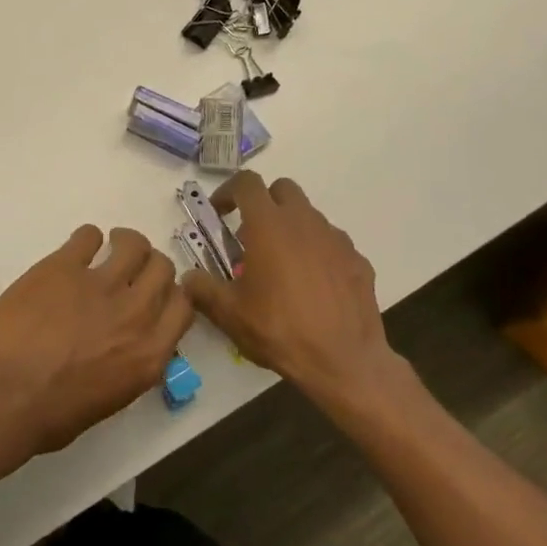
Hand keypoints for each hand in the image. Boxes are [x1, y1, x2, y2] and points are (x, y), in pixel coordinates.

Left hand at [0, 225, 195, 454]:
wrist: (4, 394)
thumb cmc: (50, 415)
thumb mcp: (108, 400)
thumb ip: (127, 365)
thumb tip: (123, 347)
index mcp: (149, 354)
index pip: (182, 306)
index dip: (171, 293)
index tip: (156, 292)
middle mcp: (135, 314)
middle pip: (162, 269)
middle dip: (150, 264)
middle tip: (131, 267)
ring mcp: (101, 285)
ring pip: (133, 245)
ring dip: (125, 241)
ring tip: (110, 244)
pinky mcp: (64, 265)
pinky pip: (87, 236)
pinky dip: (86, 238)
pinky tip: (77, 248)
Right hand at [182, 172, 406, 410]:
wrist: (344, 362)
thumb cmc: (280, 330)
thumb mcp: (229, 314)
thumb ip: (203, 289)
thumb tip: (188, 278)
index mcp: (269, 225)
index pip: (247, 183)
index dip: (229, 191)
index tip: (220, 213)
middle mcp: (304, 221)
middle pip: (282, 189)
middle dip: (264, 203)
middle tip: (252, 236)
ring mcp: (335, 239)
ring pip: (309, 216)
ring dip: (291, 228)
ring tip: (282, 266)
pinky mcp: (358, 260)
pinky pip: (332, 244)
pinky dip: (318, 253)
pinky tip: (313, 286)